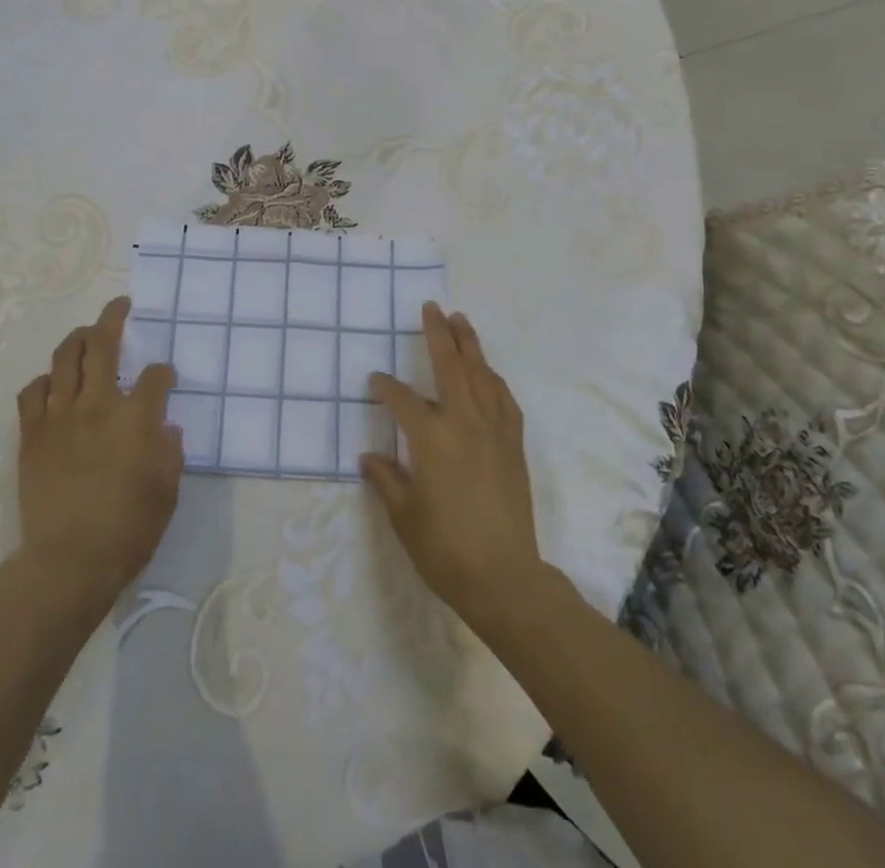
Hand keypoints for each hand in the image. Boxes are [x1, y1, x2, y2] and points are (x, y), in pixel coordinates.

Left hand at [15, 297, 181, 611]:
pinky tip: (54, 383)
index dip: (164, 372)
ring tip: (87, 332)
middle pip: (103, 345)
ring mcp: (60, 416)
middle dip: (113, 318)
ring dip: (78, 338)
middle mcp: (98, 405)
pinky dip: (45, 380)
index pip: (156, 376)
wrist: (68, 562)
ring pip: (65, 358)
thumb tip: (165, 427)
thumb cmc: (128, 530)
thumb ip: (170, 451)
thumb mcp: (167, 491)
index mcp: (137, 418)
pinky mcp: (33, 434)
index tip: (166, 379)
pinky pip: (34, 392)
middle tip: (120, 306)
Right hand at [360, 303, 541, 632]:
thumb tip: (369, 456)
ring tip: (462, 321)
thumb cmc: (445, 548)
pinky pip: (505, 400)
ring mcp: (494, 432)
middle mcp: (464, 423)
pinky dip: (494, 379)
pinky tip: (489, 374)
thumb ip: (386, 479)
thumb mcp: (403, 516)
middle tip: (432, 307)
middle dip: (439, 334)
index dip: (385, 388)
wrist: (504, 578)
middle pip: (450, 366)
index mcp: (431, 438)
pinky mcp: (514, 446)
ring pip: (482, 375)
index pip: (402, 399)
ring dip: (470, 345)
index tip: (374, 381)